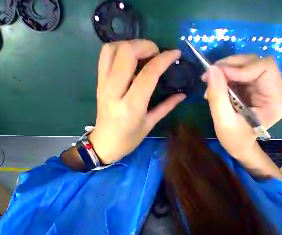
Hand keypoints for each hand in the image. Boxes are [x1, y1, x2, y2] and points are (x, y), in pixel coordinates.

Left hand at [88, 40, 185, 163]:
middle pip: (126, 54)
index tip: (175, 54)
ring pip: (112, 50)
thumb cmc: (130, 138)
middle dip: (146, 46)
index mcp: (132, 106)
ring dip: (131, 44)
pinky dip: (119, 49)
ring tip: (145, 52)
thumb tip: (182, 95)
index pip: (148, 74)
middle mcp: (115, 92)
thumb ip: (167, 106)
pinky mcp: (98, 83)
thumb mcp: (151, 123)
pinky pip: (105, 57)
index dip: (164, 60)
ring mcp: (103, 85)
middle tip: (158, 53)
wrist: (104, 144)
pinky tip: (131, 57)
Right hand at [202, 55, 281, 176]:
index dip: (240, 67)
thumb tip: (212, 70)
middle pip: (255, 63)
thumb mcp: (223, 120)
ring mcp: (263, 89)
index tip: (217, 75)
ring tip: (210, 85)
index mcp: (274, 100)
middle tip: (209, 75)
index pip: (265, 68)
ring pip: (245, 66)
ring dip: (225, 71)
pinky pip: (238, 75)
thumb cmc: (234, 139)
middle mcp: (273, 90)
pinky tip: (215, 88)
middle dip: (230, 66)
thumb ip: (218, 96)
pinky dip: (224, 78)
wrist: (238, 146)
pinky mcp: (252, 89)